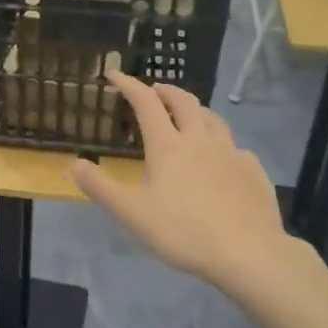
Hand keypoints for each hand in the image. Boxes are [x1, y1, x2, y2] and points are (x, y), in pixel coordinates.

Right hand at [72, 74, 297, 293]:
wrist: (248, 253)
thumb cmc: (183, 232)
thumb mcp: (132, 214)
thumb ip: (101, 188)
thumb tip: (74, 164)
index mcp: (168, 146)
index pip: (146, 103)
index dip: (129, 85)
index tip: (114, 74)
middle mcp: (200, 140)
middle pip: (184, 102)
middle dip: (166, 90)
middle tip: (155, 89)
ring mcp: (231, 153)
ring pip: (213, 119)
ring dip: (196, 110)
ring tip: (189, 115)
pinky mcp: (252, 170)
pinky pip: (235, 147)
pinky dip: (222, 144)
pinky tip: (223, 158)